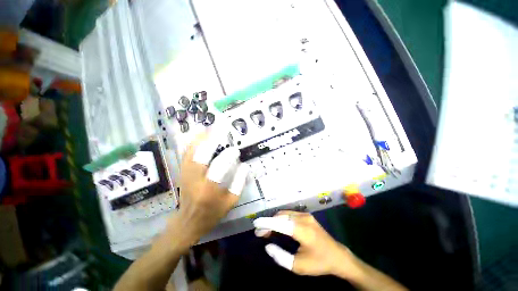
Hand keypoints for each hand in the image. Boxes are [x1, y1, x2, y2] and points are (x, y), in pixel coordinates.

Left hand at [165, 132, 248, 249]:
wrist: (188, 222)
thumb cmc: (212, 213)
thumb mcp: (230, 202)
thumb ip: (239, 183)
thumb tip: (245, 165)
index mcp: (209, 189)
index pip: (219, 167)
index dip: (228, 155)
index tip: (236, 150)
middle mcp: (195, 179)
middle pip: (201, 154)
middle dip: (212, 139)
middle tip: (221, 128)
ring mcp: (185, 174)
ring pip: (191, 151)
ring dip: (201, 138)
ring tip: (210, 127)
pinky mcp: (182, 172)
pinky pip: (185, 153)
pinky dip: (192, 142)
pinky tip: (198, 135)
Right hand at [253, 211, 358, 277]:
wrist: (338, 256)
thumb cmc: (319, 262)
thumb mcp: (299, 266)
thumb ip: (281, 257)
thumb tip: (267, 246)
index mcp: (302, 230)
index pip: (280, 223)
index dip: (266, 222)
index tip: (255, 224)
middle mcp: (303, 218)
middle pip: (281, 216)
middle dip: (269, 223)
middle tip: (260, 233)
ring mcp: (306, 215)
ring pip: (284, 214)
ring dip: (274, 220)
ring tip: (266, 231)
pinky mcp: (307, 215)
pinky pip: (290, 214)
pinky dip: (281, 219)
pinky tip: (277, 226)